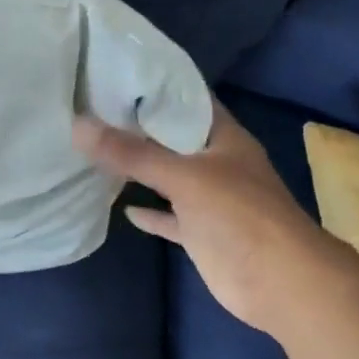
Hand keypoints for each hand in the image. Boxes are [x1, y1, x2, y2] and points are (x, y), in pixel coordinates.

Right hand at [74, 101, 343, 333]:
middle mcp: (216, 163)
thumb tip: (78, 125)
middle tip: (91, 110)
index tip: (113, 75)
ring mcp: (209, 200)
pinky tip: (120, 206)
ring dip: (138, 168)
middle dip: (137, 126)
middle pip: (172, 138)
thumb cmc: (240, 216)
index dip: (154, 86)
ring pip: (167, 177)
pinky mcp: (200, 232)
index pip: (187, 100)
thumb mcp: (184, 177)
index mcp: (223, 138)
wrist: (280, 283)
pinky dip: (147, 213)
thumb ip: (131, 154)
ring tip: (95, 150)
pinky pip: (168, 217)